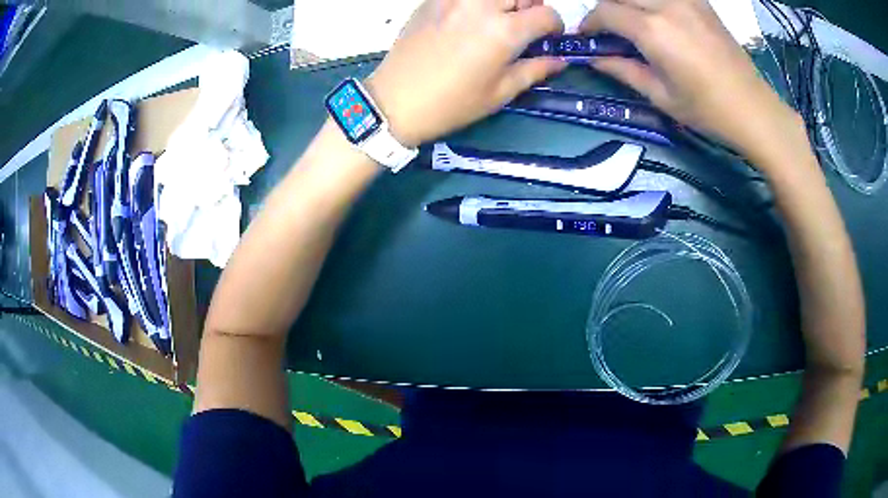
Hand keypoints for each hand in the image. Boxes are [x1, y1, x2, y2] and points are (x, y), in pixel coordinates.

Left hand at [366, 0, 566, 147]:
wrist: (395, 101)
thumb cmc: (451, 104)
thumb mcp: (499, 93)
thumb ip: (534, 70)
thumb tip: (558, 61)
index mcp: (503, 31)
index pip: (546, 14)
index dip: (554, 25)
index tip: (549, 36)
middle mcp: (481, 6)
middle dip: (530, 6)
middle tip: (523, 25)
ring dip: (503, 2)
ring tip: (497, 19)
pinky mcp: (432, 0)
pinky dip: (476, 3)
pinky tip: (469, 19)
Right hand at [580, 0, 803, 160]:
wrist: (753, 109)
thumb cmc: (707, 110)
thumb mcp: (661, 96)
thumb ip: (623, 70)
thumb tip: (594, 58)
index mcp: (653, 30)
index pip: (605, 12)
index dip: (590, 24)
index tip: (587, 38)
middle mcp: (665, 5)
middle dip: (606, 9)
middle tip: (608, 30)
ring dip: (628, 3)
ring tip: (632, 23)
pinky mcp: (699, 2)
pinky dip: (652, 2)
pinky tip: (657, 16)